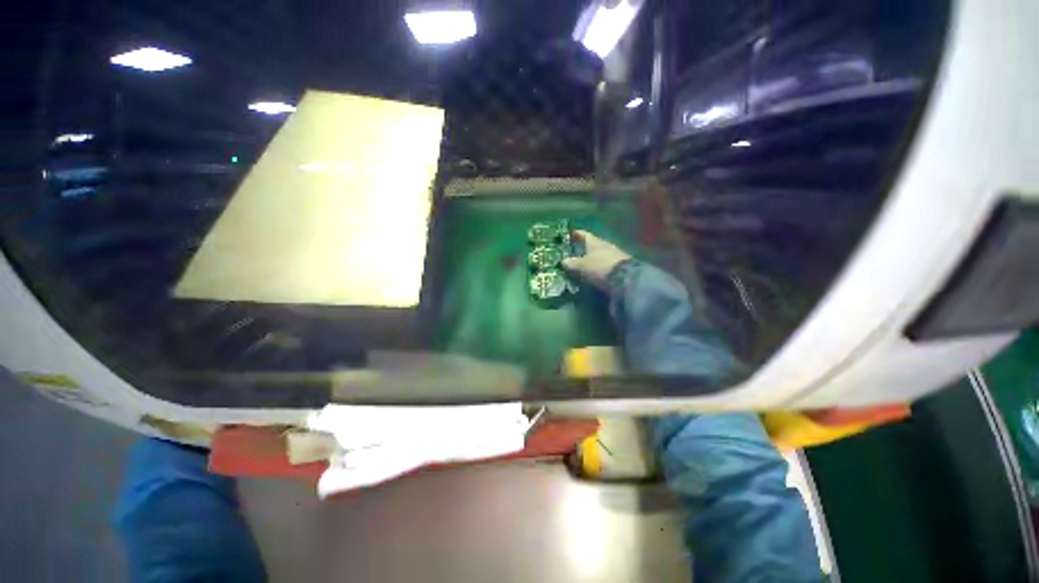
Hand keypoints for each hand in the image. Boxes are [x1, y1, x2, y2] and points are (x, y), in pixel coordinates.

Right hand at [562, 230, 631, 290]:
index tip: (570, 233)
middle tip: (574, 252)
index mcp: (595, 242)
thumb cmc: (600, 267)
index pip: (584, 235)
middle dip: (584, 248)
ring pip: (600, 254)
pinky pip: (606, 264)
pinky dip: (599, 267)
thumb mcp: (582, 266)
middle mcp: (605, 246)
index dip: (577, 234)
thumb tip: (564, 261)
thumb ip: (572, 263)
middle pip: (593, 245)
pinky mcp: (620, 266)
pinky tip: (595, 272)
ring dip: (592, 258)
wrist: (626, 279)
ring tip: (583, 264)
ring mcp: (615, 255)